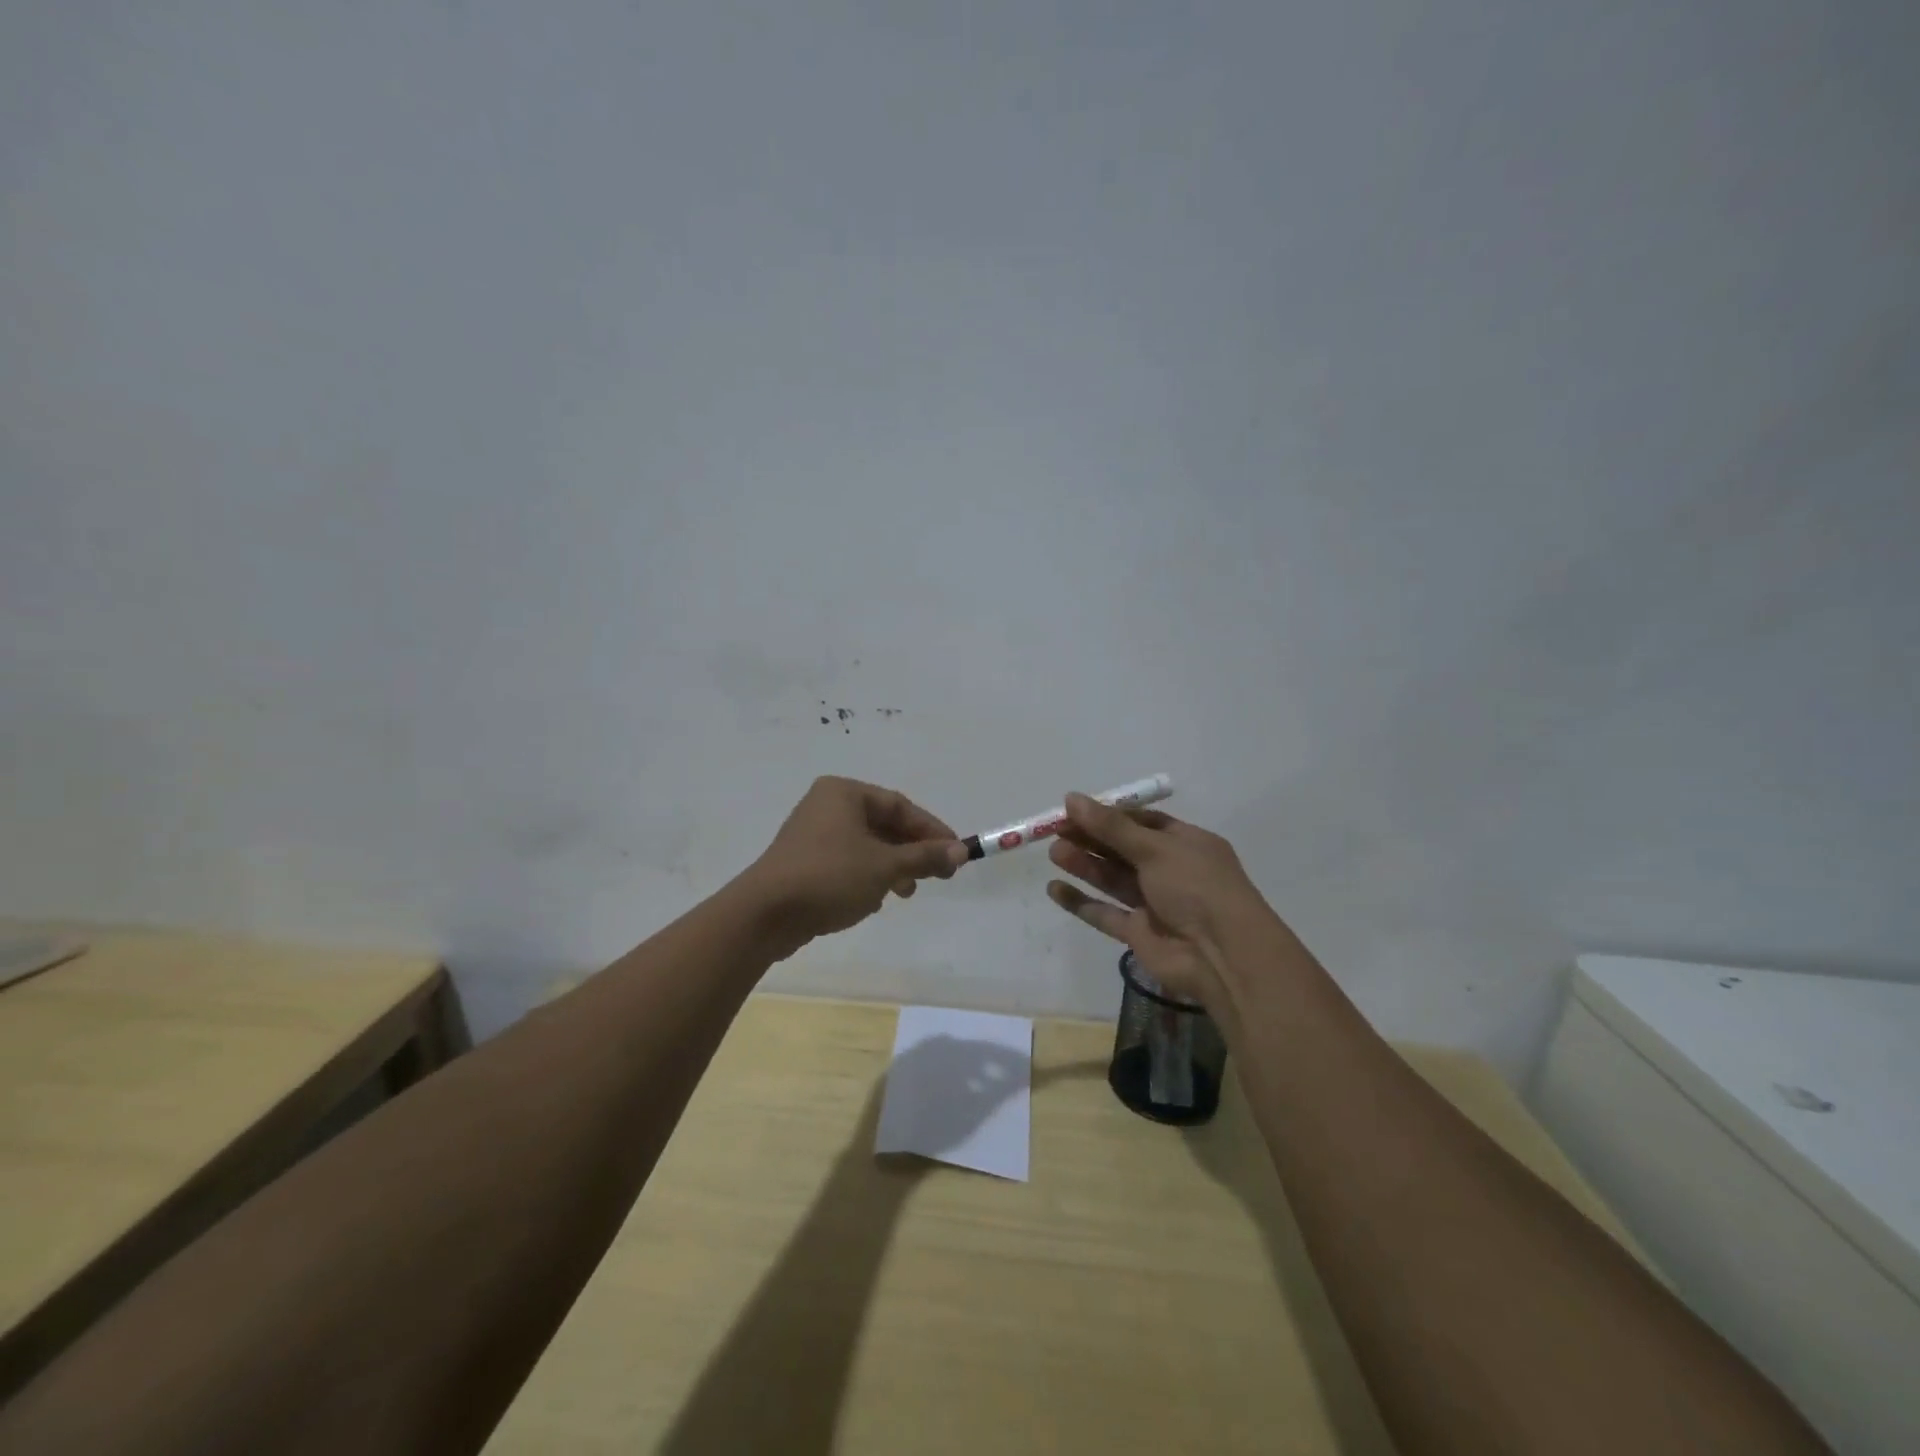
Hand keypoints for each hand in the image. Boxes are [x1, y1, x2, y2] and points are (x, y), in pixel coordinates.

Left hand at [744, 777, 965, 955]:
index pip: (899, 805)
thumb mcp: (885, 866)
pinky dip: (868, 876)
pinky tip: (876, 899)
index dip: (931, 830)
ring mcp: (813, 835)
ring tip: (908, 892)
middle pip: (884, 824)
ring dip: (893, 867)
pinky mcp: (805, 862)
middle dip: (912, 851)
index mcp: (843, 793)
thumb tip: (962, 851)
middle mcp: (827, 806)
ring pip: (867, 845)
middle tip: (940, 875)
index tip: (955, 853)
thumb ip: (924, 856)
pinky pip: (848, 862)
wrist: (765, 914)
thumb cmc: (830, 877)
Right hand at [1045, 793, 1285, 1008]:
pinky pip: (1105, 914)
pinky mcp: (1139, 933)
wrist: (1223, 956)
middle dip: (1091, 839)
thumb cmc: (1197, 887)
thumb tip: (1072, 798)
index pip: (1142, 822)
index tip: (1075, 809)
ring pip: (1112, 879)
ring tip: (1054, 853)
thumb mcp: (1155, 848)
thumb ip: (1111, 826)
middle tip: (1056, 830)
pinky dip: (1081, 902)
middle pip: (1123, 850)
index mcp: (1185, 844)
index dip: (1109, 815)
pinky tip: (1054, 889)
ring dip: (1084, 865)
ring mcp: (1154, 904)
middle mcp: (1171, 871)